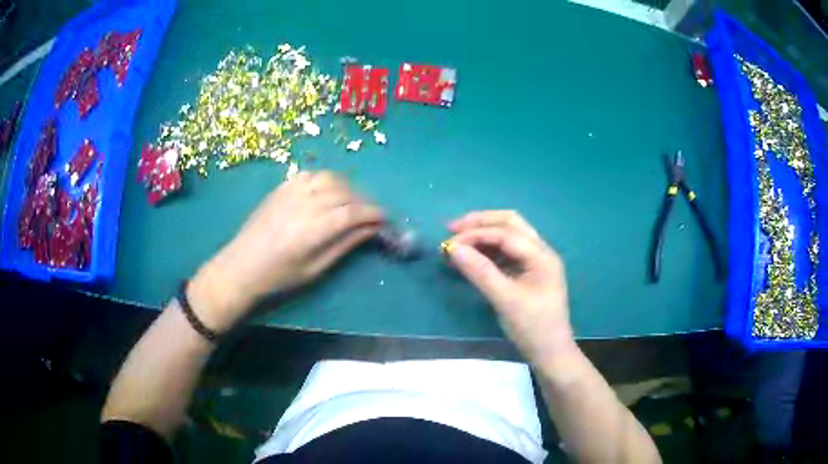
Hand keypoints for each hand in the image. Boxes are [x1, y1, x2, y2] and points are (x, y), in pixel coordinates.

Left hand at [188, 171, 383, 331]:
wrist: (241, 266)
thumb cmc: (279, 277)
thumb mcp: (315, 269)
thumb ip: (344, 245)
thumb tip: (371, 230)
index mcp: (313, 230)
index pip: (353, 213)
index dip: (374, 214)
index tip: (386, 219)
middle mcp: (304, 204)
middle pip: (345, 193)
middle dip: (365, 201)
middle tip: (372, 214)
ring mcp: (291, 192)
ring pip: (330, 178)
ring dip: (348, 188)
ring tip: (353, 202)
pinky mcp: (281, 187)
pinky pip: (311, 174)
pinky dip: (326, 179)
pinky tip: (329, 191)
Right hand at [447, 211, 574, 364]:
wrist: (550, 353)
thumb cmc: (532, 327)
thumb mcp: (505, 300)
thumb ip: (480, 272)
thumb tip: (453, 249)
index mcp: (542, 255)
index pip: (506, 233)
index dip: (476, 234)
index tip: (449, 242)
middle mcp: (541, 252)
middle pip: (510, 223)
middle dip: (481, 223)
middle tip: (453, 228)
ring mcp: (536, 261)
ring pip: (509, 236)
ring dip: (484, 234)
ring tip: (458, 241)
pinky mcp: (528, 273)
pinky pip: (507, 252)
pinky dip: (489, 250)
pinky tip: (473, 257)